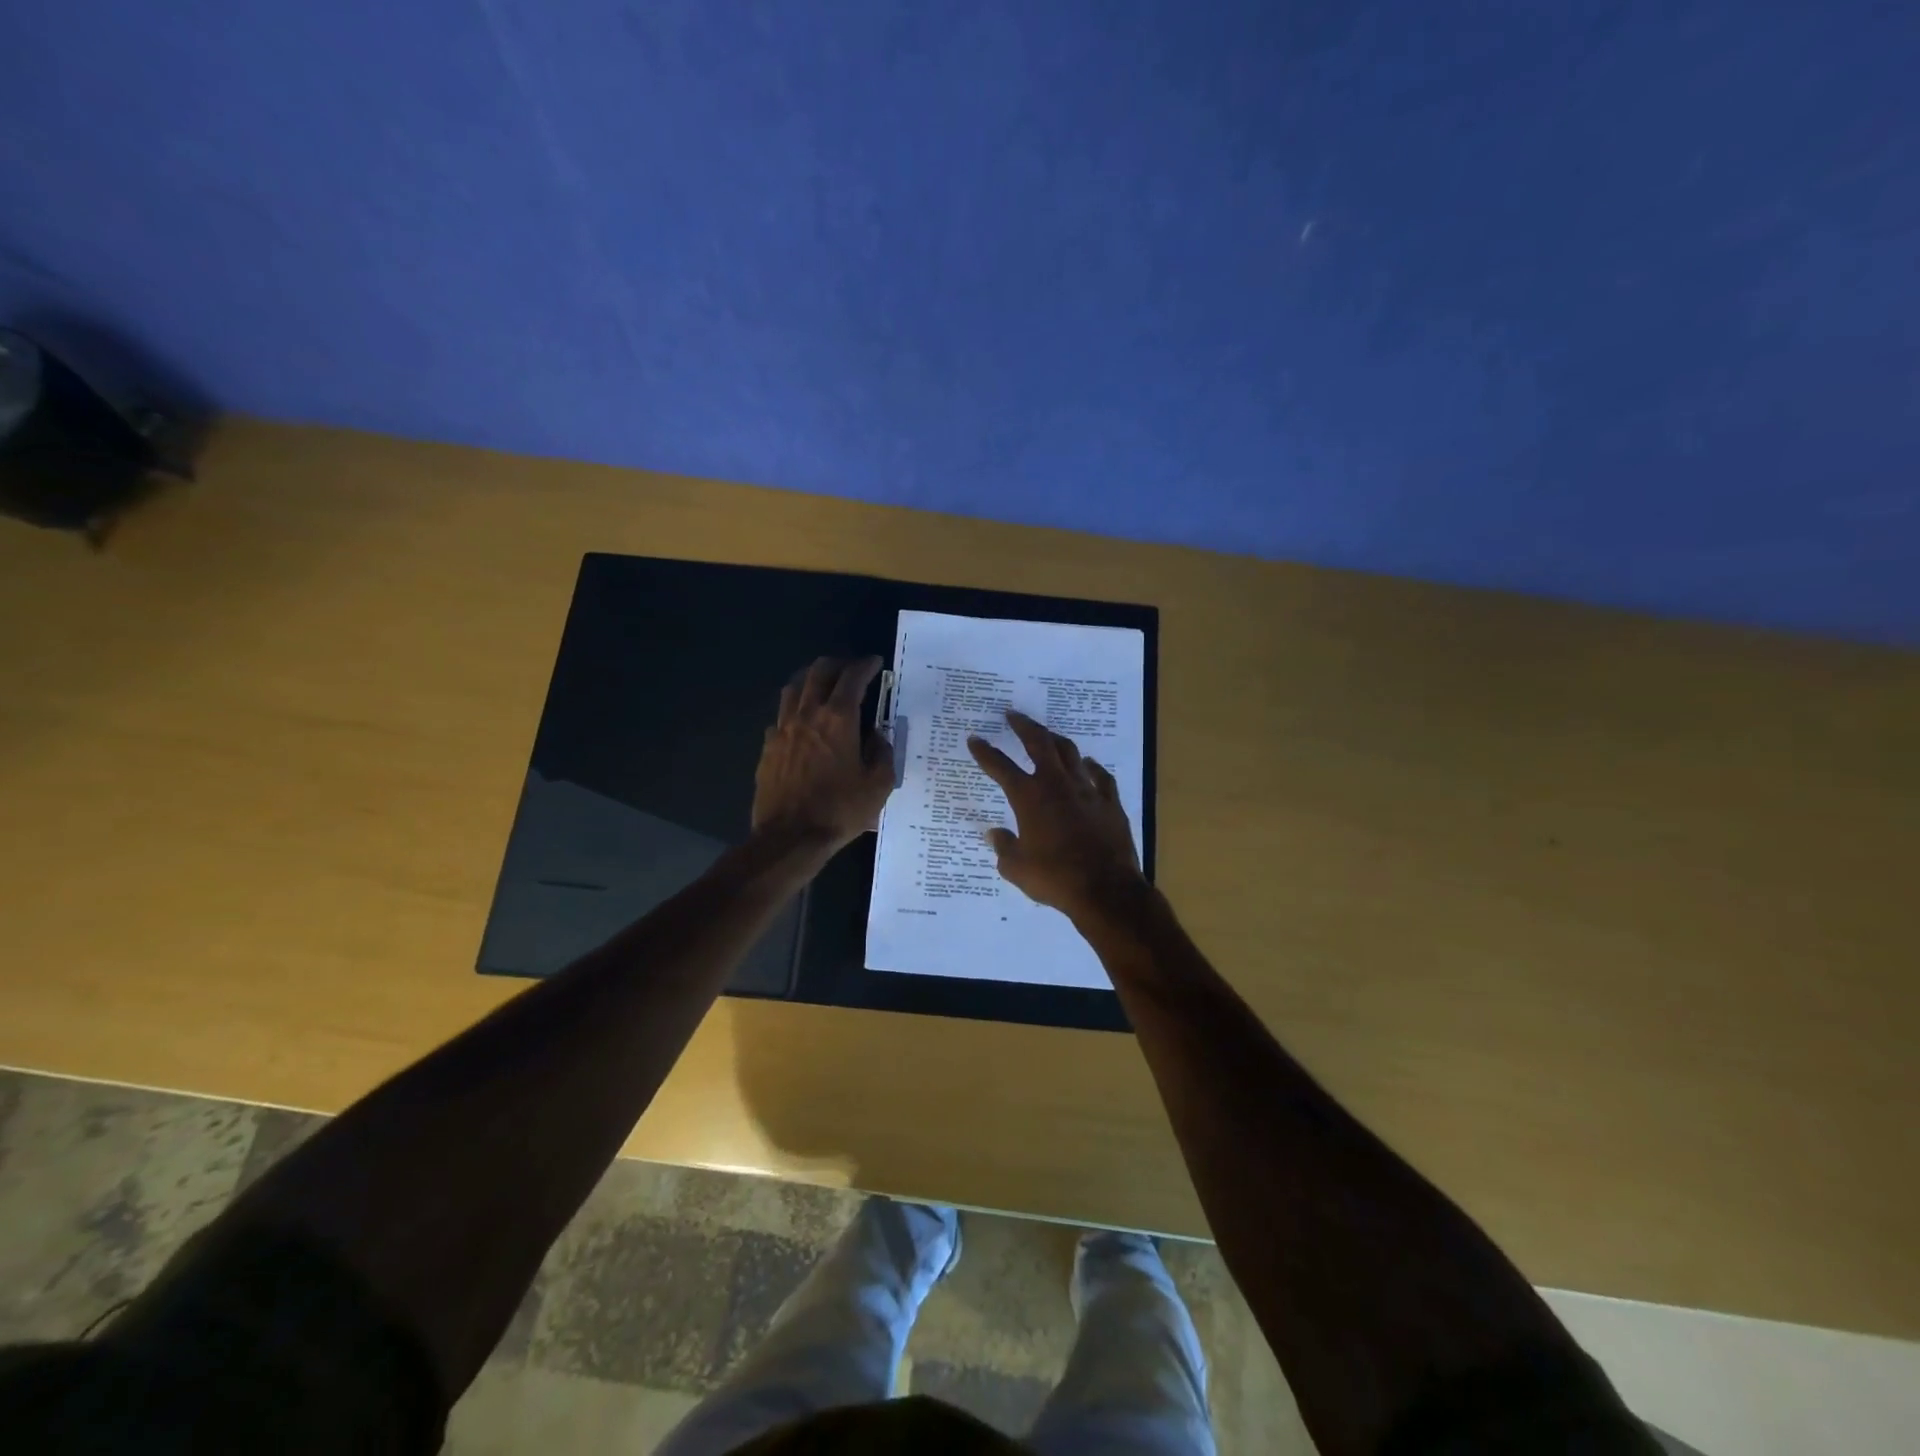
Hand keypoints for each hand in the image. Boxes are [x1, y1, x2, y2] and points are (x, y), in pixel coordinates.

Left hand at [752, 656, 894, 848]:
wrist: (790, 838)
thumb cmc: (840, 811)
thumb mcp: (879, 785)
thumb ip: (882, 753)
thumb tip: (877, 737)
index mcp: (839, 719)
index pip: (852, 677)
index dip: (865, 665)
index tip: (874, 663)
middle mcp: (808, 714)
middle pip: (819, 672)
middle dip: (838, 664)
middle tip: (851, 670)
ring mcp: (783, 729)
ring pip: (794, 687)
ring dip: (811, 679)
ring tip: (823, 685)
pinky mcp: (768, 747)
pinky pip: (780, 715)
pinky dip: (794, 709)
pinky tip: (801, 721)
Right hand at [967, 710, 1148, 925]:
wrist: (1105, 889)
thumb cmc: (1055, 878)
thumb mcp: (1016, 868)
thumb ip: (1003, 847)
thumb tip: (995, 834)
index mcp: (1029, 797)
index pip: (1001, 767)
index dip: (985, 752)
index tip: (974, 739)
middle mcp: (1057, 785)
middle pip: (1039, 743)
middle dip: (1023, 726)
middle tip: (1013, 715)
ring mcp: (1087, 790)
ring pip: (1070, 753)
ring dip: (1055, 739)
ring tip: (1047, 734)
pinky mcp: (1110, 802)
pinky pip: (1101, 776)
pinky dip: (1091, 767)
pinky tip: (1088, 763)